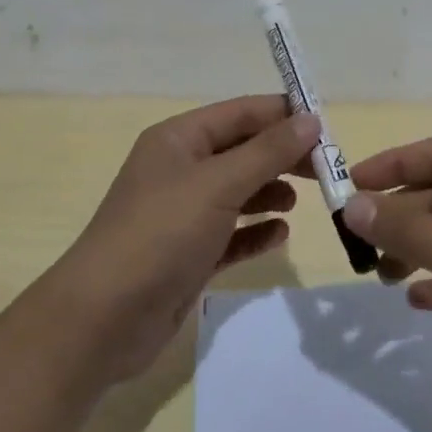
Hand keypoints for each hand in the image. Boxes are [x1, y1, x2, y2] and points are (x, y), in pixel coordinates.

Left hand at [49, 97, 319, 382]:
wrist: (103, 319)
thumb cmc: (161, 234)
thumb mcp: (218, 184)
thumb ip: (268, 152)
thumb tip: (311, 119)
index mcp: (179, 139)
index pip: (241, 113)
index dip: (283, 115)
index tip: (328, 128)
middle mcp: (181, 170)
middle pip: (242, 151)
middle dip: (282, 156)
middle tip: (325, 169)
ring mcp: (183, 214)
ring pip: (238, 192)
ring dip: (270, 192)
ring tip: (304, 200)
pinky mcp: (188, 254)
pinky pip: (231, 233)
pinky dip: (255, 231)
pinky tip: (280, 235)